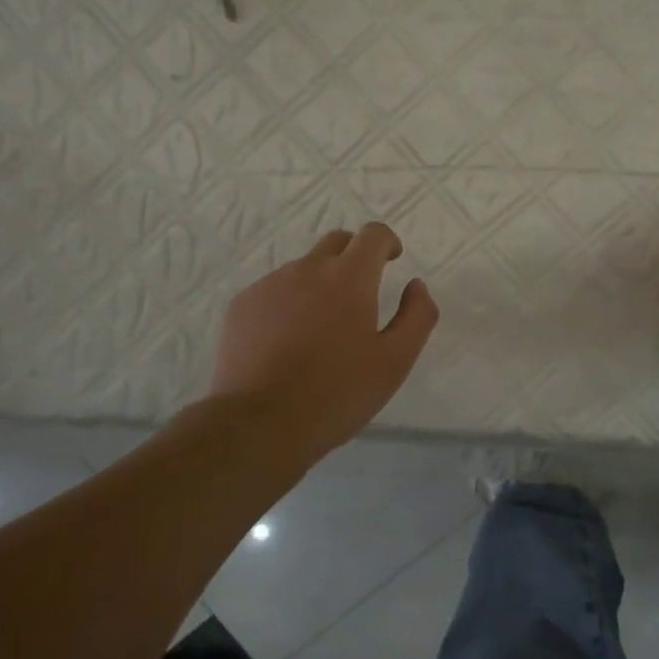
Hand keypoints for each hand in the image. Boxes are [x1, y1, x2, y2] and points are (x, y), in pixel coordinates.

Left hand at [209, 223, 438, 463]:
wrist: (260, 424)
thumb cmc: (337, 393)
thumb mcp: (395, 361)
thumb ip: (417, 316)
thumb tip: (416, 286)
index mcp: (349, 278)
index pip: (372, 235)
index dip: (387, 241)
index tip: (392, 259)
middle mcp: (307, 269)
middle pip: (336, 242)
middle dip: (354, 255)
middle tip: (362, 291)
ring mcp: (269, 285)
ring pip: (302, 269)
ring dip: (320, 283)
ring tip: (322, 328)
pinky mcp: (241, 306)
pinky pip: (273, 291)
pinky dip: (289, 303)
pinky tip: (288, 342)